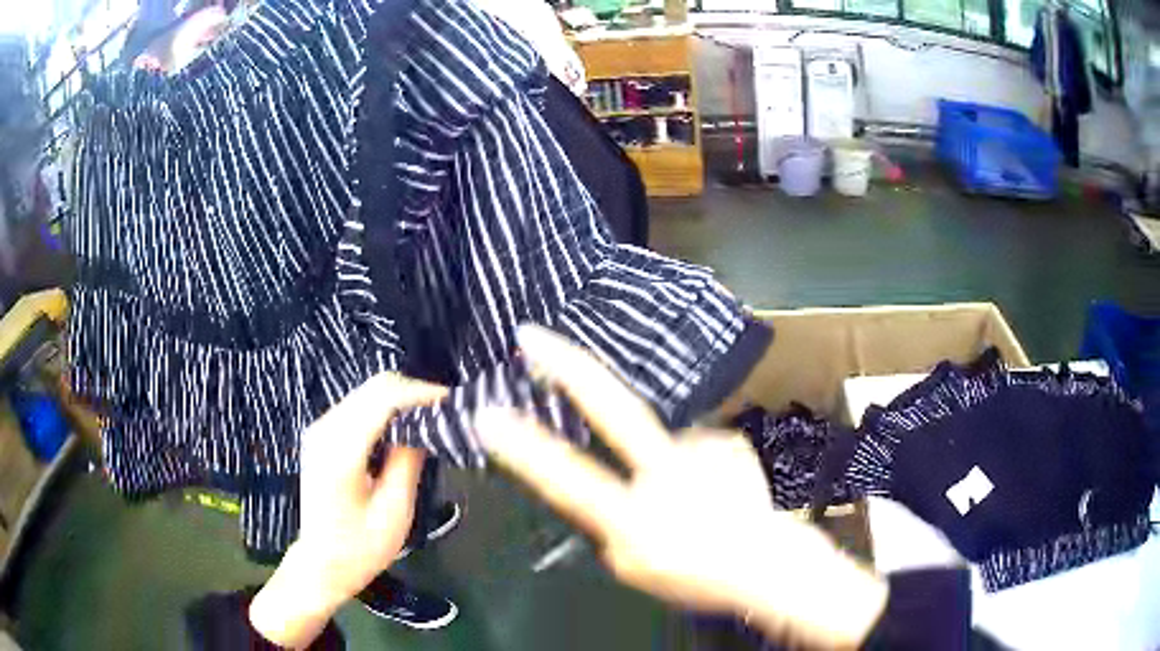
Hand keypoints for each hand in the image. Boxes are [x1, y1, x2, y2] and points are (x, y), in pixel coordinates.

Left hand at [250, 373, 445, 648]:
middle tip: (446, 410)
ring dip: (400, 399)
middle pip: (373, 388)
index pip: (383, 399)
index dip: (419, 393)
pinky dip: (385, 409)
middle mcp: (325, 429)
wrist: (322, 562)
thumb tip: (426, 424)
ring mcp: (320, 429)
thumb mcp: (394, 512)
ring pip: (366, 393)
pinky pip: (359, 406)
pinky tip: (405, 427)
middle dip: (413, 392)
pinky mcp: (322, 434)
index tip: (452, 401)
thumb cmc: (360, 548)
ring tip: (432, 417)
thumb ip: (408, 462)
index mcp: (340, 451)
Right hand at [475, 326, 887, 648]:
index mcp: (634, 519)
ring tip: (696, 502)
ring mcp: (701, 451)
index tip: (488, 414)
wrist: (768, 566)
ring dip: (668, 468)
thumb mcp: (638, 567)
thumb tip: (619, 490)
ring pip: (662, 446)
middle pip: (614, 408)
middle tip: (533, 335)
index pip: (566, 478)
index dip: (523, 447)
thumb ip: (616, 526)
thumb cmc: (700, 577)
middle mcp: (666, 473)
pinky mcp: (726, 442)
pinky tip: (717, 492)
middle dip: (569, 367)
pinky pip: (695, 451)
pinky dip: (698, 469)